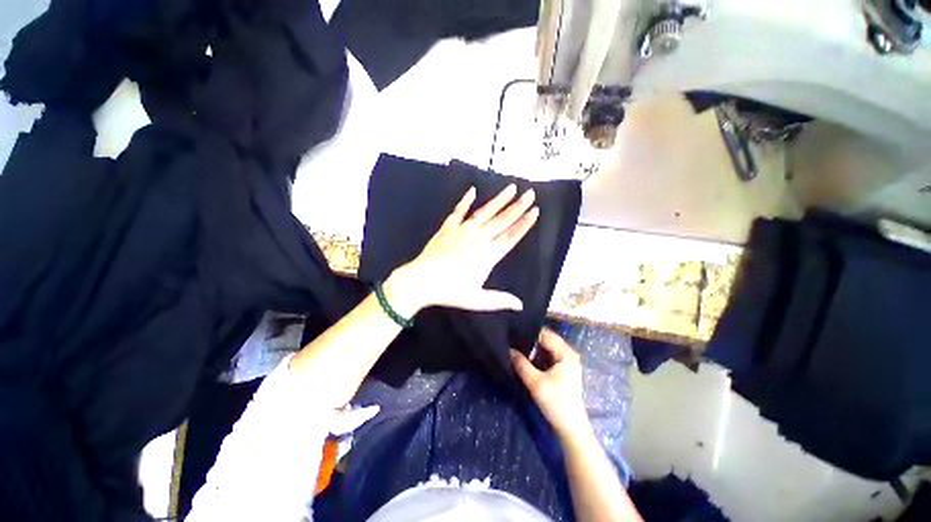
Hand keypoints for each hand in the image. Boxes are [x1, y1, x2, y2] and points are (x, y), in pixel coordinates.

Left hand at [390, 184, 538, 314]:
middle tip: (531, 193)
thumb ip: (499, 300)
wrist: (421, 281)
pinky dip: (466, 200)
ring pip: (485, 212)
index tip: (535, 212)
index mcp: (487, 256)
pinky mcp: (448, 228)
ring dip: (499, 199)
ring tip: (512, 188)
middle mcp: (478, 239)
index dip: (524, 224)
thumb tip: (520, 305)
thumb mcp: (476, 300)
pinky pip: (459, 211)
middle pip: (502, 220)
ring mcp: (462, 231)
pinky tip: (473, 190)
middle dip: (518, 206)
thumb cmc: (449, 291)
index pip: (510, 237)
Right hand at [511, 328, 590, 440]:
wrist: (571, 428)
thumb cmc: (556, 403)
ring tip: (516, 346)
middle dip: (530, 340)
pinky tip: (525, 358)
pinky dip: (537, 356)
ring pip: (546, 349)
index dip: (529, 332)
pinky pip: (548, 356)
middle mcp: (568, 354)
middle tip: (512, 339)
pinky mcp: (563, 370)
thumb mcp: (535, 383)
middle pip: (546, 340)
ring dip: (533, 349)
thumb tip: (508, 349)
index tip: (514, 332)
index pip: (545, 335)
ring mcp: (566, 362)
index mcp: (566, 353)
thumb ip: (521, 364)